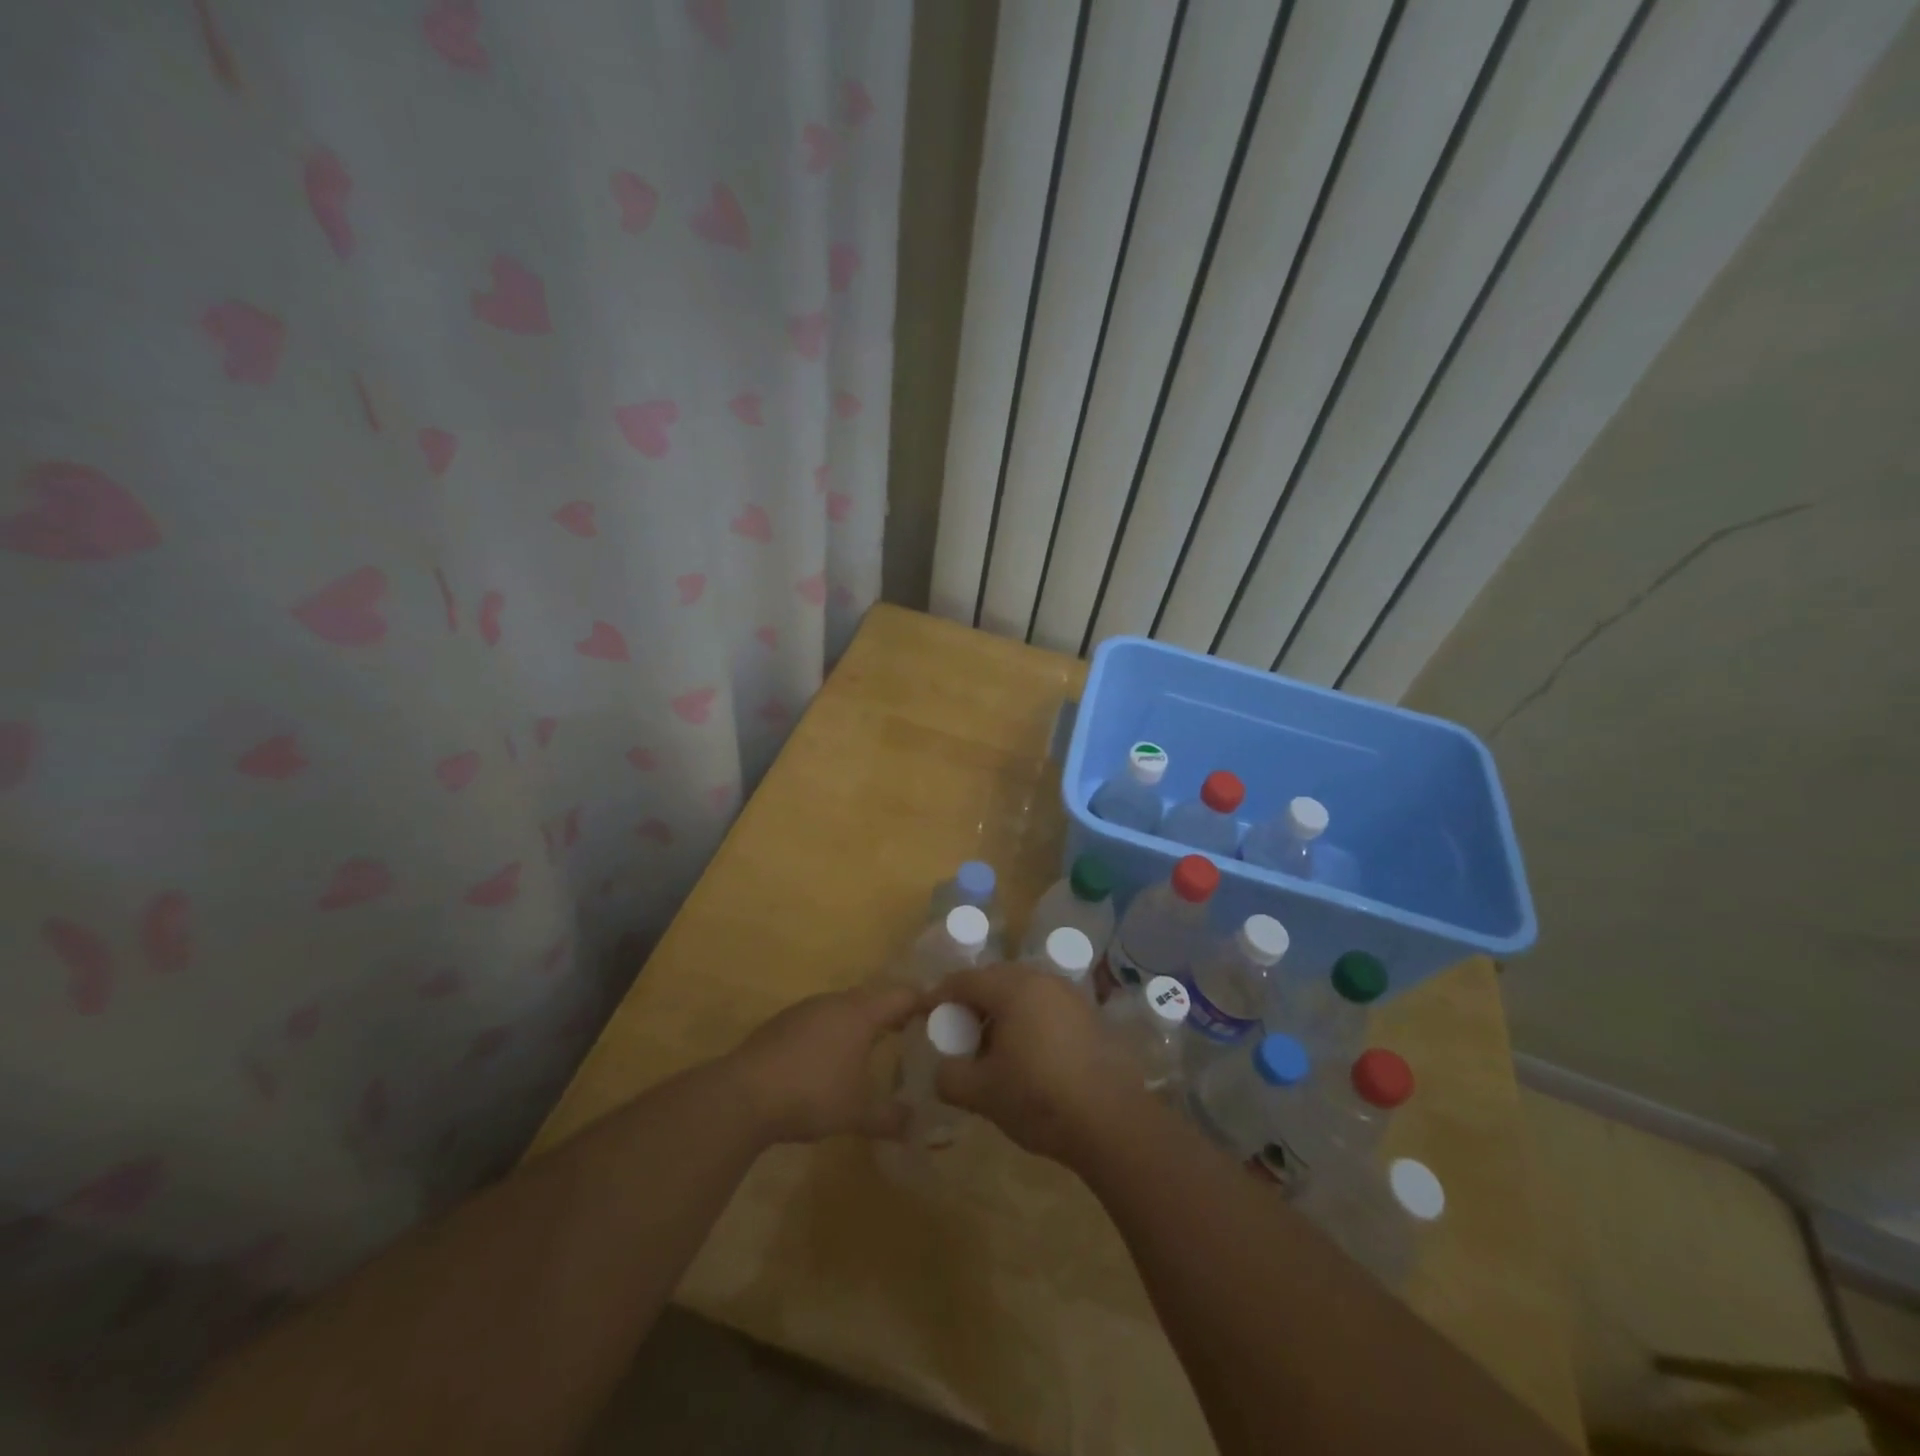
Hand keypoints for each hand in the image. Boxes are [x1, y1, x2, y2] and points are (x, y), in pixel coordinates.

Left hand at [725, 982, 917, 1143]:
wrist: (742, 1096)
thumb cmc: (811, 1094)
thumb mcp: (858, 1113)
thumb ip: (891, 1118)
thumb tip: (918, 1128)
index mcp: (860, 1013)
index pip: (902, 995)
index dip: (924, 1001)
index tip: (942, 1013)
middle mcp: (835, 1002)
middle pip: (873, 997)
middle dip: (894, 1013)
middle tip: (914, 1032)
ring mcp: (805, 1010)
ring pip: (844, 1007)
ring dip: (862, 1022)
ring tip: (876, 1046)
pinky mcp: (782, 1025)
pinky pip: (820, 1020)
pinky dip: (835, 1033)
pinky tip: (831, 1059)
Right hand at [925, 963, 1143, 1163]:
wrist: (1112, 1121)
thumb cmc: (1039, 1098)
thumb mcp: (982, 1093)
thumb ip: (950, 1077)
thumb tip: (942, 1071)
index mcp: (1013, 988)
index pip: (964, 980)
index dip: (939, 996)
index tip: (925, 1015)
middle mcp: (1043, 980)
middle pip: (995, 980)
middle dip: (972, 1003)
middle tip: (958, 1033)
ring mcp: (1071, 996)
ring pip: (1023, 993)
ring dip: (1002, 1013)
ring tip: (992, 1048)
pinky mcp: (1090, 1016)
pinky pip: (1047, 1007)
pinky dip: (1029, 1021)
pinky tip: (1027, 1056)